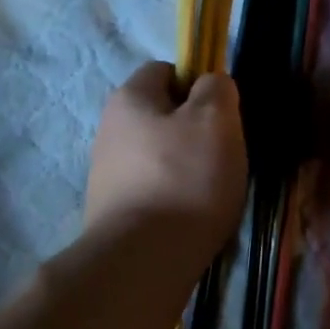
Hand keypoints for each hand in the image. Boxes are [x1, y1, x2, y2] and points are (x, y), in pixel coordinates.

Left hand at [85, 63, 247, 258]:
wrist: (144, 258)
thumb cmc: (185, 179)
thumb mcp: (216, 120)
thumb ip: (217, 90)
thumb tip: (211, 85)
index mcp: (129, 98)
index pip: (165, 70)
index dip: (197, 84)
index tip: (223, 114)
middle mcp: (109, 130)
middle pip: (161, 117)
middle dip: (194, 131)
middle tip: (223, 156)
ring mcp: (106, 174)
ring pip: (158, 157)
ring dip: (185, 169)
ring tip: (210, 194)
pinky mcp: (111, 211)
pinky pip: (152, 191)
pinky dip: (173, 199)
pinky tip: (190, 218)